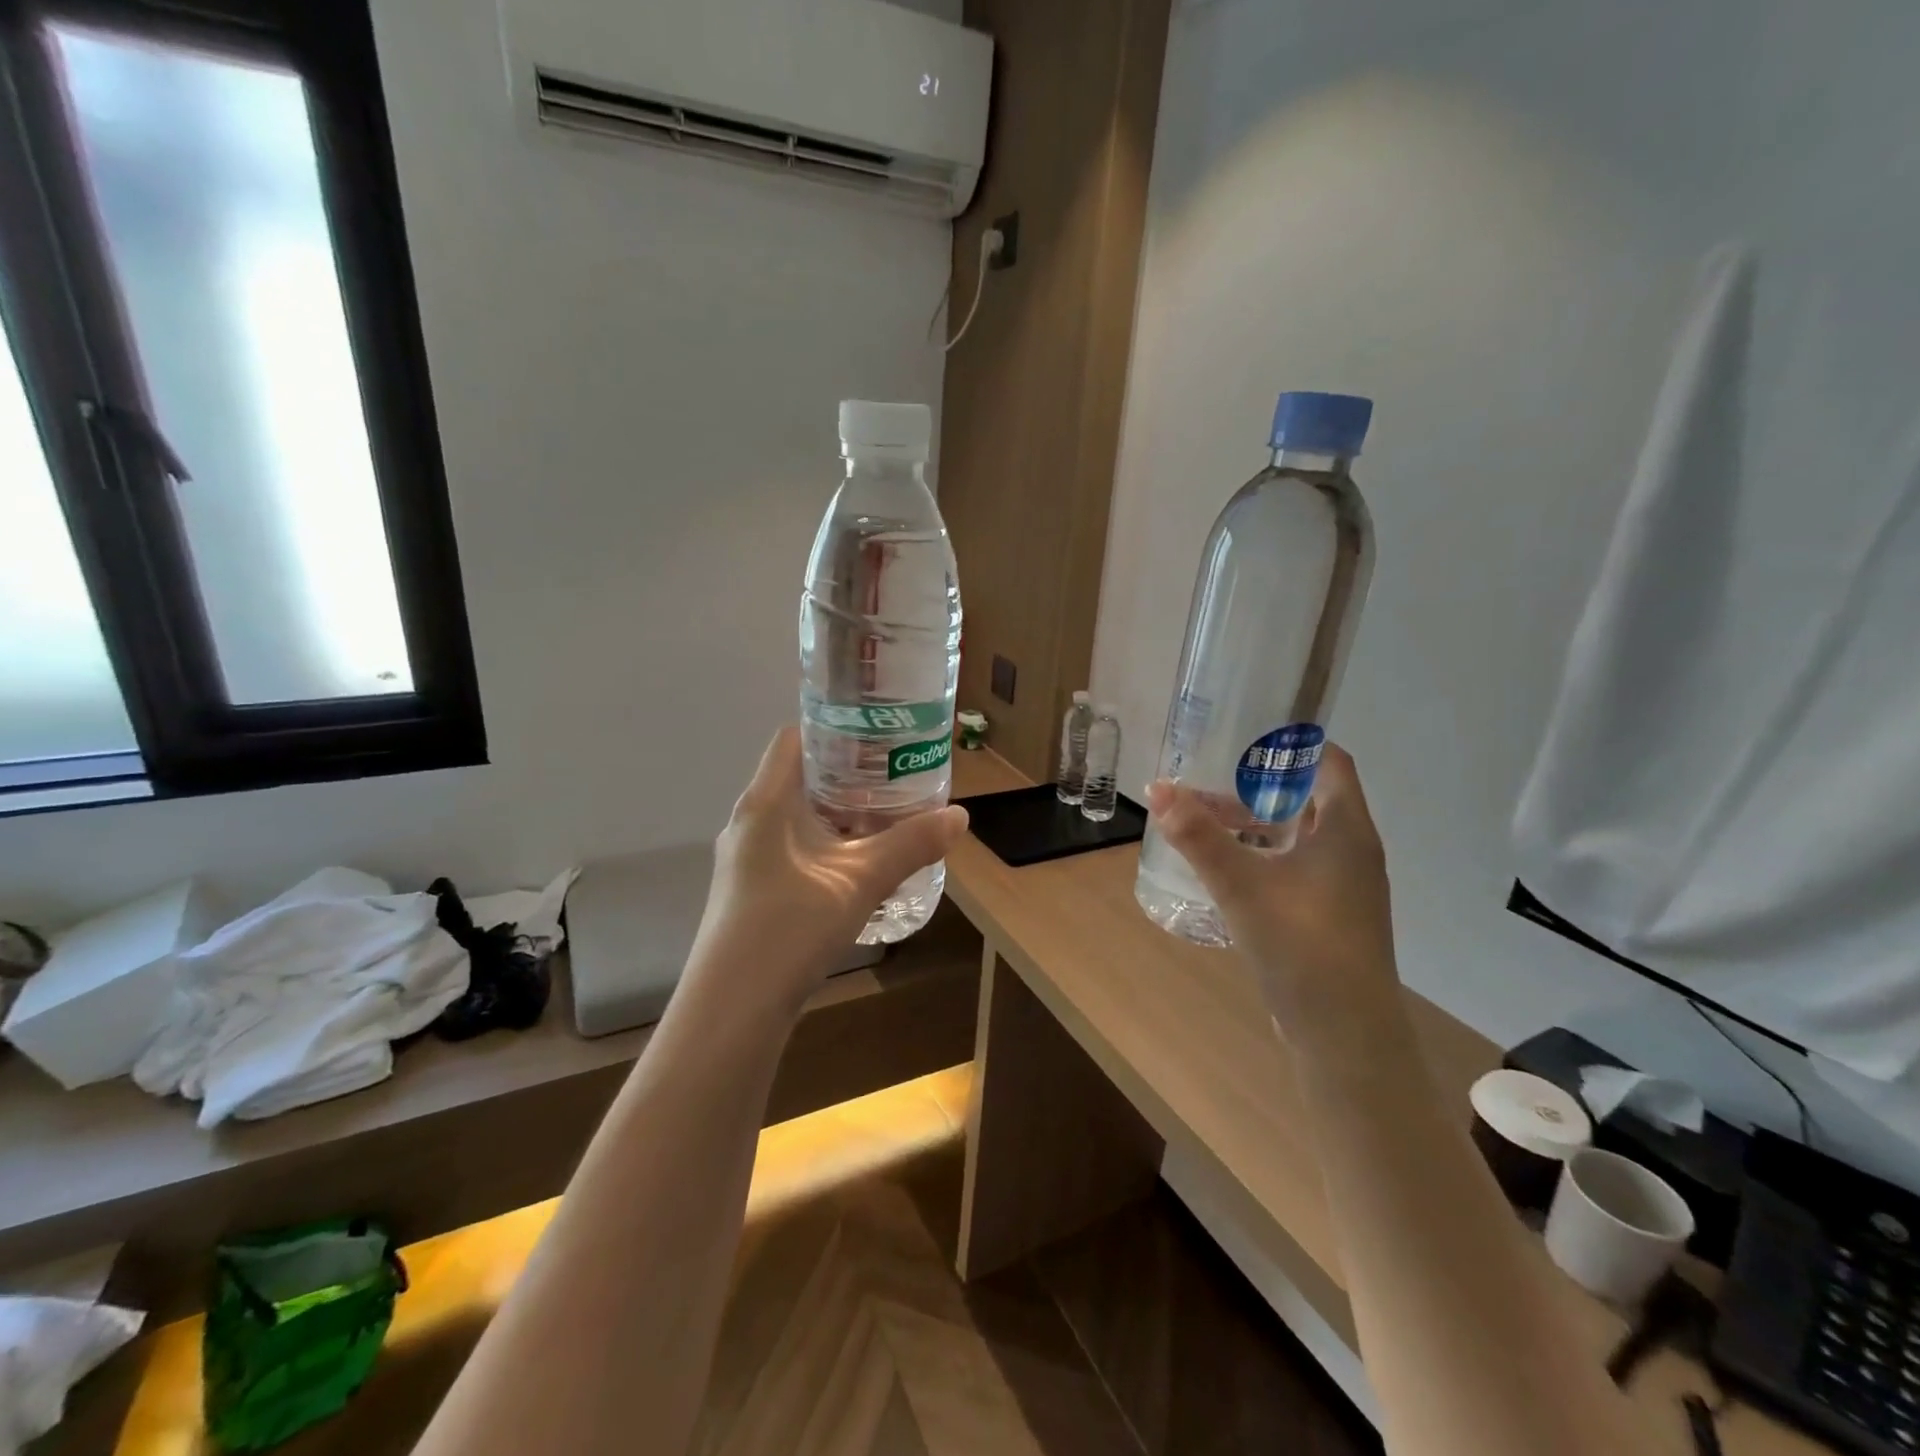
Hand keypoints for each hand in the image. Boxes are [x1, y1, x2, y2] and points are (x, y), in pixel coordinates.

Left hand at [690, 726, 968, 1013]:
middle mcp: (751, 821)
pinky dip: (828, 844)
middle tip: (896, 774)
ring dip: (840, 813)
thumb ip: (911, 845)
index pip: (794, 738)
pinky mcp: (753, 889)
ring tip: (887, 816)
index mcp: (767, 802)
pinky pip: (795, 847)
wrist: (733, 1010)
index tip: (878, 735)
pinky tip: (860, 866)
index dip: (834, 727)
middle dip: (849, 773)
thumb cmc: (789, 928)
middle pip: (801, 776)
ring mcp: (748, 858)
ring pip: (799, 816)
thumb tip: (960, 817)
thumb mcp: (860, 881)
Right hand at [1147, 745, 1401, 1050]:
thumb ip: (1199, 836)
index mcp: (1346, 830)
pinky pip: (1296, 867)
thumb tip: (1158, 788)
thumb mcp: (1241, 884)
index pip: (1331, 762)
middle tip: (1210, 777)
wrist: (1344, 1034)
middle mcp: (1352, 851)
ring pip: (1298, 836)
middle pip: (1308, 798)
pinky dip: (1263, 855)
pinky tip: (1227, 868)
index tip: (1248, 736)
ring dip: (1256, 823)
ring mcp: (1345, 887)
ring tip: (1206, 820)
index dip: (1294, 744)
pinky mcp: (1331, 916)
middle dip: (1258, 785)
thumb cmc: (1301, 944)